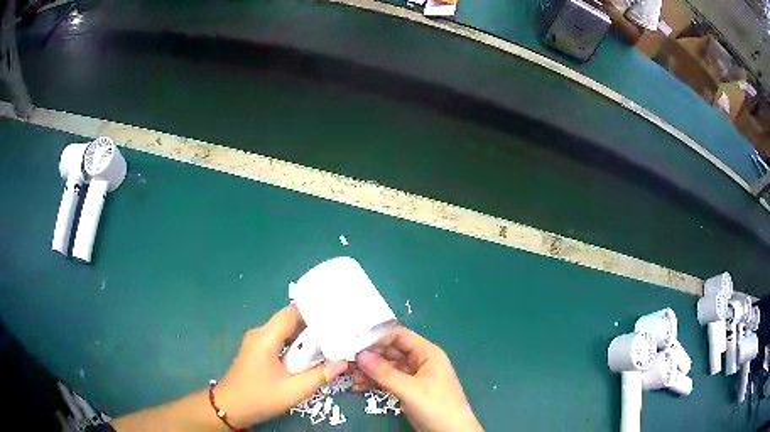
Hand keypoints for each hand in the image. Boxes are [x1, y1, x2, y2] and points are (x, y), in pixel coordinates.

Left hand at [215, 305, 347, 428]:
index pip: (292, 312)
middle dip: (314, 326)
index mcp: (266, 336)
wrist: (230, 408)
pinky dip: (296, 346)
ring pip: (286, 332)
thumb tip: (343, 363)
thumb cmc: (259, 397)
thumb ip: (319, 376)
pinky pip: (280, 342)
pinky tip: (310, 357)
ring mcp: (257, 342)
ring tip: (330, 344)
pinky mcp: (258, 352)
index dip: (315, 311)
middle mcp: (260, 333)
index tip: (336, 316)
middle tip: (339, 333)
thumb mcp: (293, 391)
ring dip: (305, 339)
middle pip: (290, 321)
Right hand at [352, 326, 482, 431]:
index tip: (355, 344)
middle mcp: (420, 361)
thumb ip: (384, 372)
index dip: (378, 338)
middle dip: (371, 356)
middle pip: (391, 351)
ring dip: (370, 370)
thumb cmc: (436, 406)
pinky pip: (389, 380)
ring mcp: (414, 376)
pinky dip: (375, 382)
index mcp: (427, 353)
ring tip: (350, 376)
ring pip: (388, 367)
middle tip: (347, 361)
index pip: (399, 336)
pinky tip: (359, 386)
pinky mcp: (408, 390)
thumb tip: (359, 354)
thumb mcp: (410, 389)